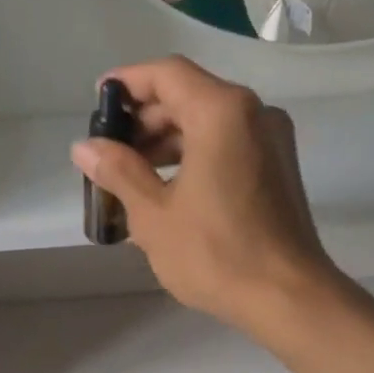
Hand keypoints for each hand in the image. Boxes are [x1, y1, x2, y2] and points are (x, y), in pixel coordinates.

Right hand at [69, 57, 338, 332]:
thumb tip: (85, 147)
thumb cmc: (215, 254)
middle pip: (189, 96)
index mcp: (222, 112)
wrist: (288, 297)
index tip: (97, 101)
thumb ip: (118, 171)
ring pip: (209, 122)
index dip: (128, 82)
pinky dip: (194, 155)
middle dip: (145, 118)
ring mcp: (272, 140)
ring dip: (168, 140)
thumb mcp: (154, 215)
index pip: (167, 74)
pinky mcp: (278, 168)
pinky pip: (228, 144)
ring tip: (130, 174)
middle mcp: (254, 113)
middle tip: (109, 150)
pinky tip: (167, 188)